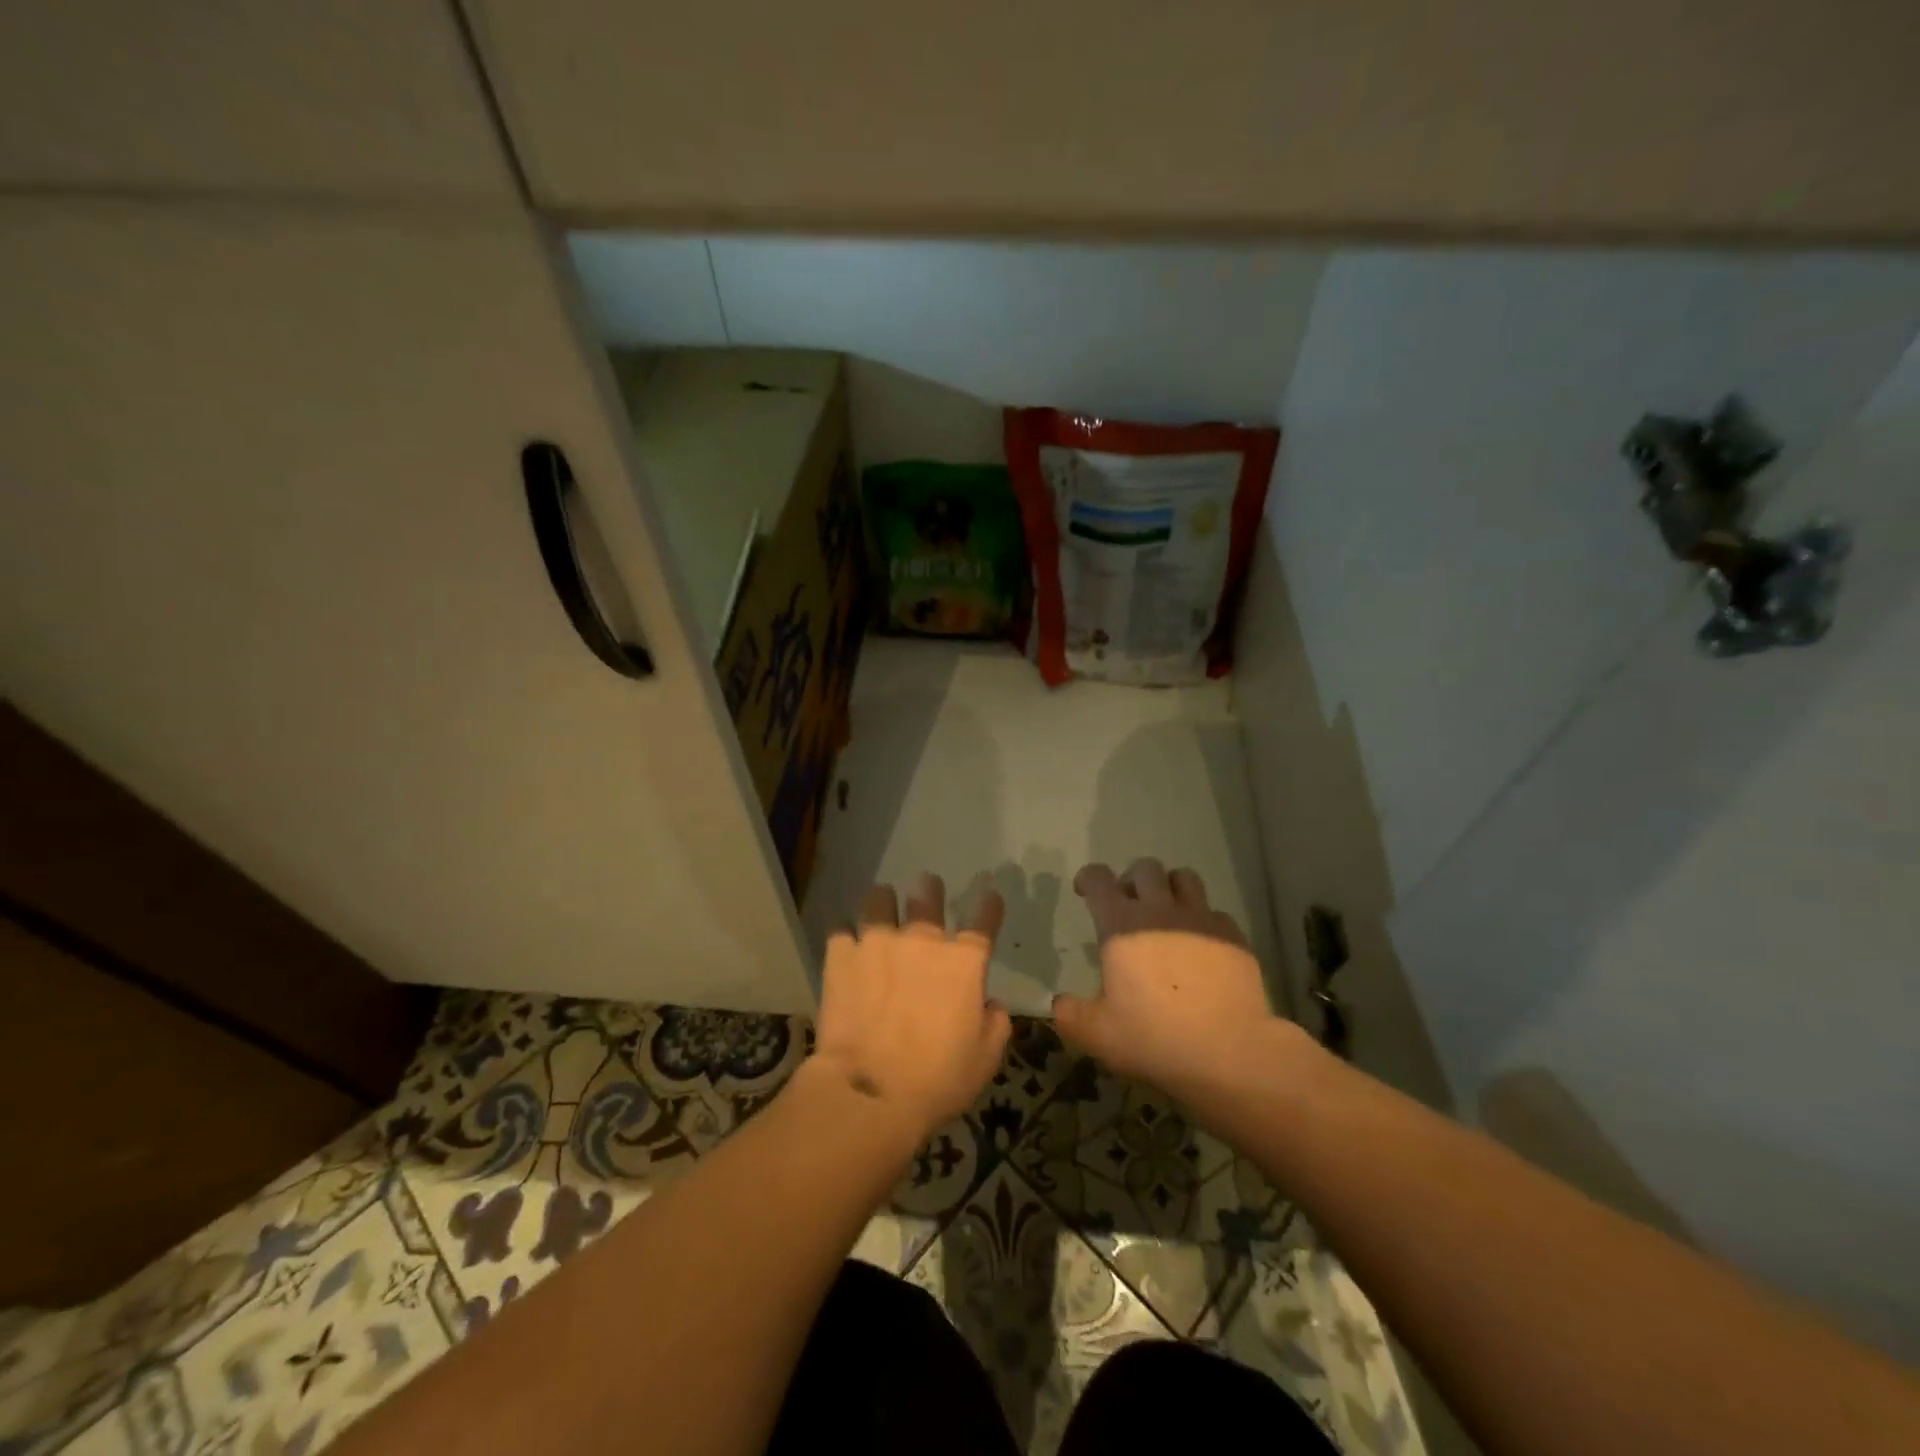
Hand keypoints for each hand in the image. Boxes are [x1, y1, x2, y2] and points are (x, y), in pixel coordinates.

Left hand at [812, 872, 1011, 1146]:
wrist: (872, 1091)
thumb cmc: (938, 1078)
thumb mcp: (985, 1059)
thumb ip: (995, 1024)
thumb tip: (991, 1005)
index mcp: (964, 962)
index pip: (983, 920)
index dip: (989, 905)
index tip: (989, 894)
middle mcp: (923, 940)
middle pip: (928, 896)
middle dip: (929, 888)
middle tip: (927, 886)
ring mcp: (878, 942)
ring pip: (879, 899)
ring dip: (883, 901)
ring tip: (881, 903)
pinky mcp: (841, 955)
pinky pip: (841, 930)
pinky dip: (846, 935)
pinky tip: (845, 942)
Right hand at [1053, 860, 1283, 1104]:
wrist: (1229, 1052)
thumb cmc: (1154, 1038)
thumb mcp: (1097, 1035)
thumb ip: (1070, 1014)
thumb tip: (1060, 1003)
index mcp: (1121, 925)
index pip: (1098, 879)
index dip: (1088, 878)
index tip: (1084, 891)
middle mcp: (1160, 910)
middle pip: (1144, 869)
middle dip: (1131, 880)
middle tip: (1127, 906)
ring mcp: (1201, 919)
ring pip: (1183, 878)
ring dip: (1169, 888)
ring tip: (1166, 913)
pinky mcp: (1233, 936)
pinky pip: (1214, 913)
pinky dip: (1202, 921)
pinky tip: (1200, 946)